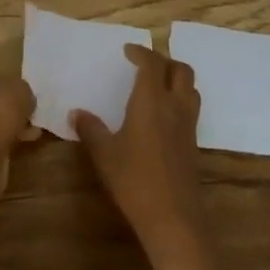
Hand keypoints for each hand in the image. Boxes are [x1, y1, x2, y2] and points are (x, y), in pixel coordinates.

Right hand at [73, 44, 207, 256]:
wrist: (173, 218)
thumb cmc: (135, 180)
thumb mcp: (104, 154)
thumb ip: (91, 130)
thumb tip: (76, 113)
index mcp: (151, 101)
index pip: (152, 63)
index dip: (141, 52)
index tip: (128, 51)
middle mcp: (174, 106)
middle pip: (180, 70)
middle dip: (164, 61)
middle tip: (145, 65)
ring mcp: (188, 125)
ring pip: (191, 88)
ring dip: (176, 79)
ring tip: (157, 86)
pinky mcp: (194, 144)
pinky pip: (191, 109)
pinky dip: (180, 100)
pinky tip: (163, 116)